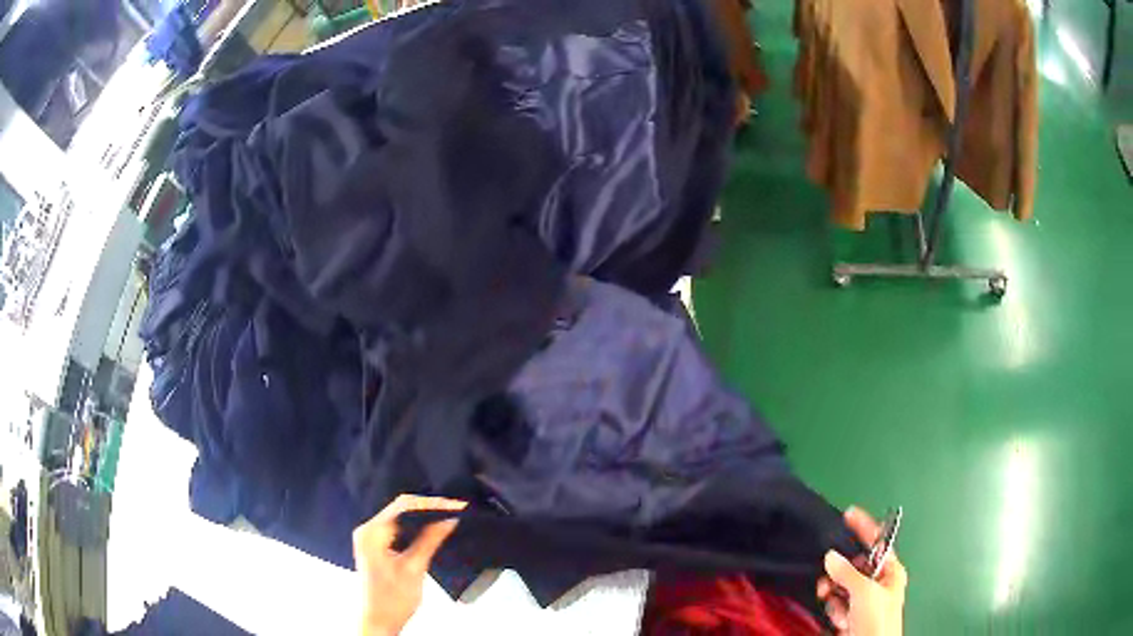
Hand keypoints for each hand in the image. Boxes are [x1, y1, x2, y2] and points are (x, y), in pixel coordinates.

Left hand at [353, 495, 466, 635]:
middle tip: (456, 510)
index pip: (403, 506)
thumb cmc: (393, 599)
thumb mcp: (415, 568)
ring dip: (423, 517)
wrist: (379, 621)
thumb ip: (430, 540)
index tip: (456, 505)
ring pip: (400, 518)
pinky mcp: (376, 546)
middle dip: (429, 508)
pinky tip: (432, 530)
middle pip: (400, 509)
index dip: (432, 503)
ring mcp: (370, 538)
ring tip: (448, 516)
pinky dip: (415, 528)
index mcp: (371, 532)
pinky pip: (397, 528)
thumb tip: (449, 519)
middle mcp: (367, 530)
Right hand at [816, 507, 906, 634]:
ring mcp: (864, 600)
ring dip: (835, 599)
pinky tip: (841, 621)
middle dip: (838, 577)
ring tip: (839, 612)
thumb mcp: (863, 593)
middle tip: (827, 584)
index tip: (849, 513)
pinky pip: (837, 603)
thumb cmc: (878, 619)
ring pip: (841, 586)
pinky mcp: (851, 614)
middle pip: (853, 567)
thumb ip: (847, 573)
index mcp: (890, 571)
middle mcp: (878, 583)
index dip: (863, 527)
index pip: (876, 541)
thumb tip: (831, 556)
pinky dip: (835, 611)